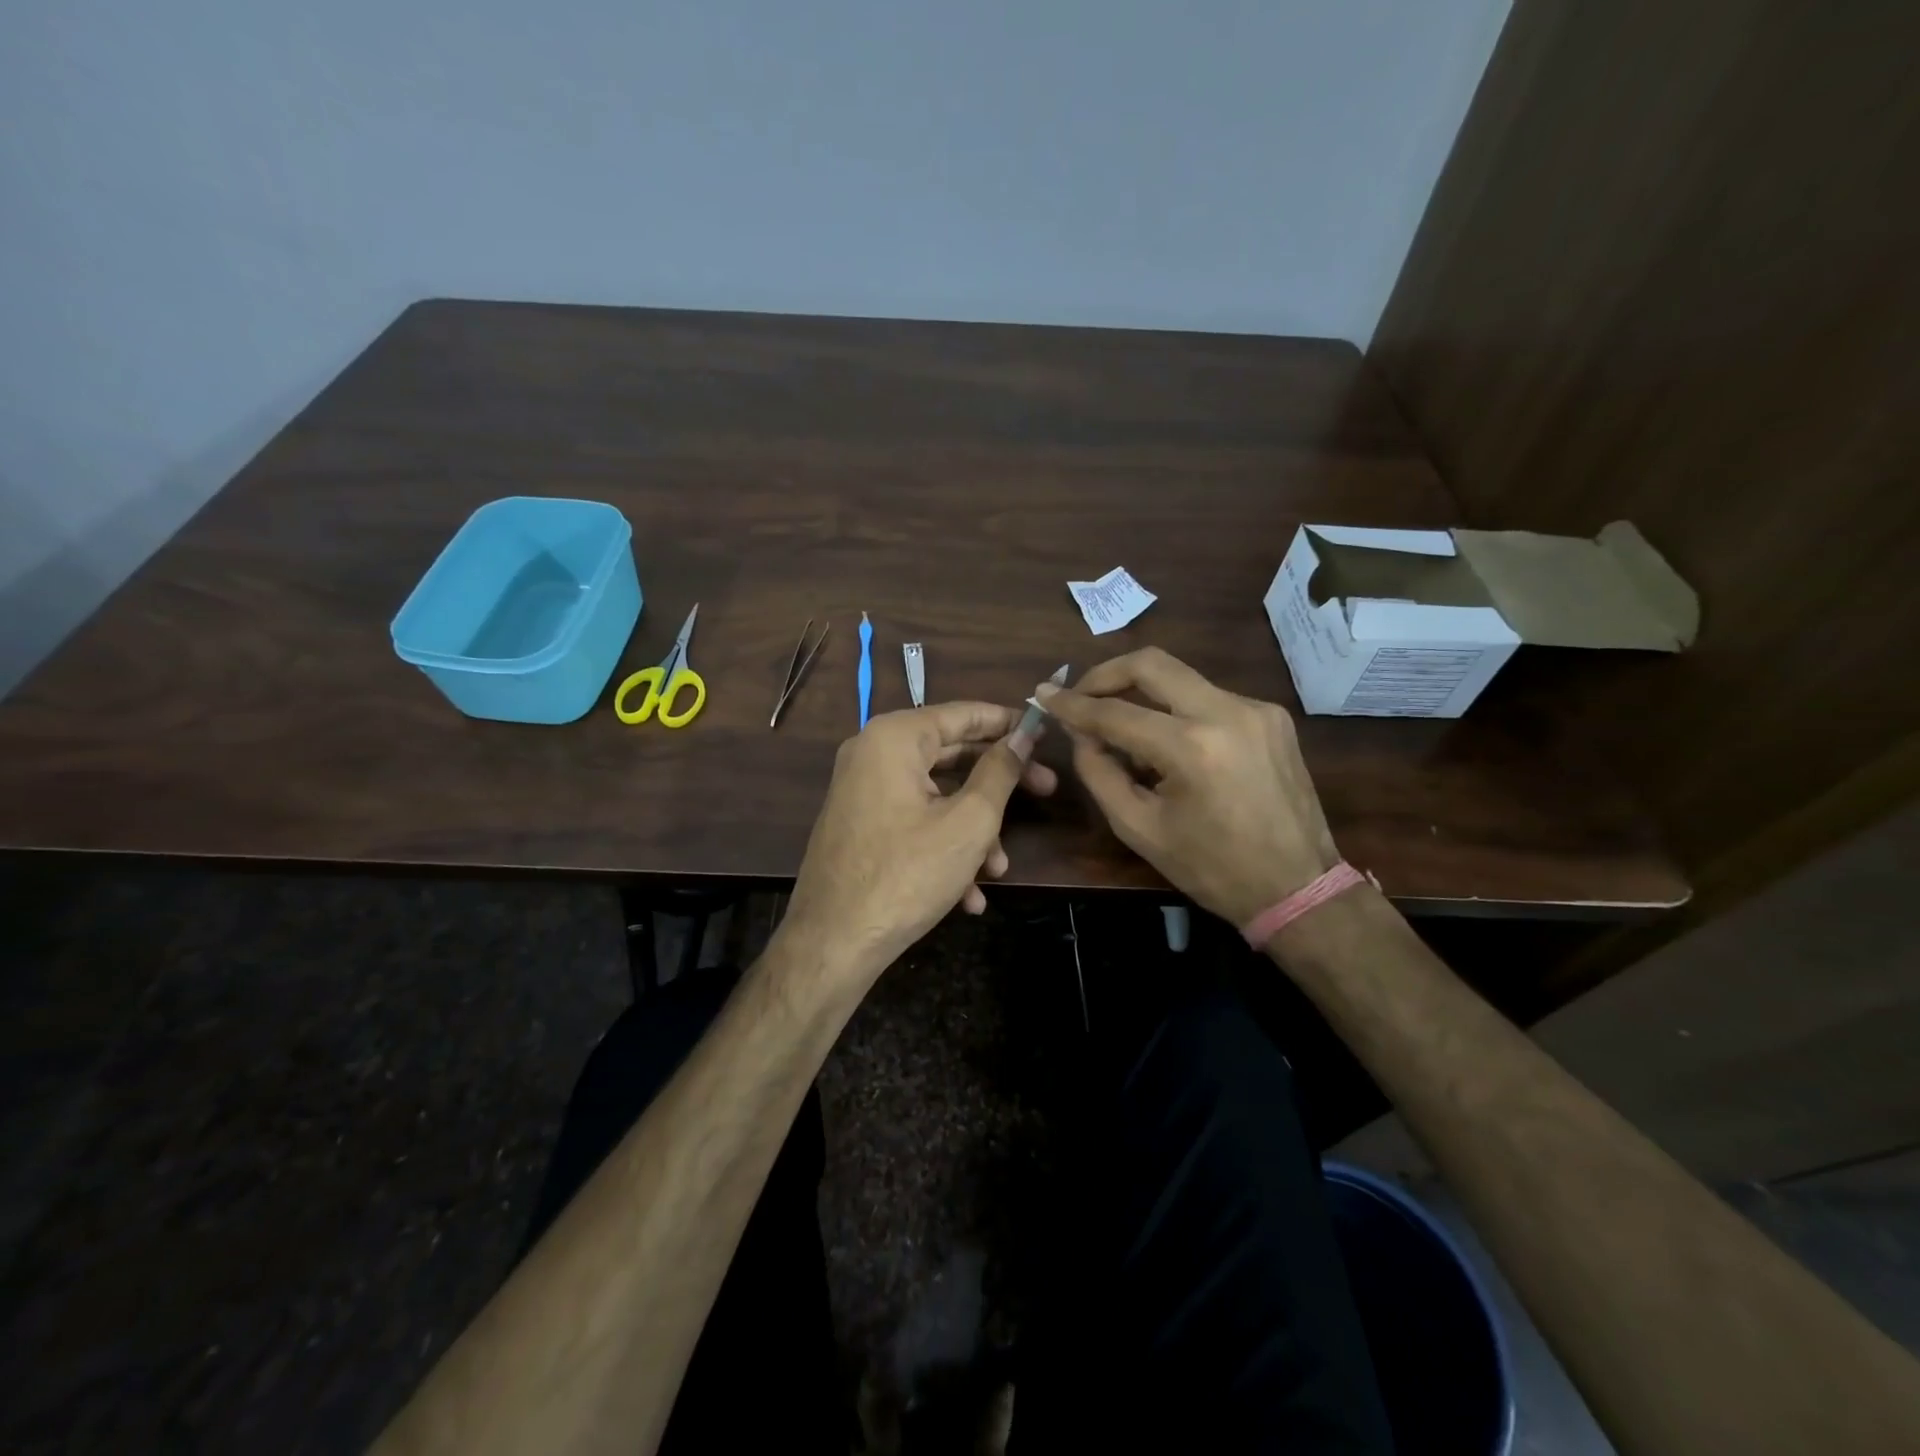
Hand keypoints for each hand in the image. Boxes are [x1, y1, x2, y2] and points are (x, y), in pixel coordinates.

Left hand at [780, 702, 1057, 987]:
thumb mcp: (968, 822)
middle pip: (951, 754)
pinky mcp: (860, 825)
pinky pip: (912, 821)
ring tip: (998, 869)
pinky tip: (968, 894)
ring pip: (936, 796)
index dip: (1008, 722)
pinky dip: (943, 846)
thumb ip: (1000, 772)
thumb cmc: (907, 874)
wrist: (832, 943)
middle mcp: (872, 753)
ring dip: (974, 830)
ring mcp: (862, 791)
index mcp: (895, 738)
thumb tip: (1022, 737)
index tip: (1045, 733)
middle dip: (999, 784)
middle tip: (1046, 791)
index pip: (963, 713)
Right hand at [1036, 647, 1337, 927]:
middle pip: (1152, 664)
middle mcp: (1227, 712)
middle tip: (1081, 695)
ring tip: (1123, 732)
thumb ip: (1099, 772)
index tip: (1044, 694)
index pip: (1115, 712)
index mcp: (1192, 748)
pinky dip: (1177, 712)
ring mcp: (1256, 709)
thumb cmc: (1211, 868)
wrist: (1298, 888)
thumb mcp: (1138, 828)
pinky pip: (1209, 698)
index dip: (1072, 704)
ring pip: (1181, 679)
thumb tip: (1079, 732)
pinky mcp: (1272, 715)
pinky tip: (1170, 746)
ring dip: (1143, 696)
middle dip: (1106, 674)